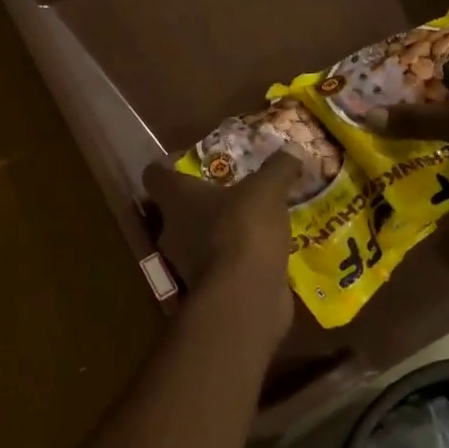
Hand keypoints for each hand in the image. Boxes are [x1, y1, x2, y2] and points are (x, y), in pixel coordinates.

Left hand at [141, 150, 299, 336]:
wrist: (244, 298)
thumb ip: (278, 168)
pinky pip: (222, 264)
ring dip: (223, 229)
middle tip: (236, 188)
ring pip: (201, 237)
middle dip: (205, 198)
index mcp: (176, 199)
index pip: (155, 174)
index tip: (195, 158)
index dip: (170, 163)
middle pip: (179, 207)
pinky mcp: (210, 287)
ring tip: (257, 218)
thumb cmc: (243, 231)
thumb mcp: (267, 190)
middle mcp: (173, 230)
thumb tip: (292, 149)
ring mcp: (189, 263)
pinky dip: (238, 257)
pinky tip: (265, 249)